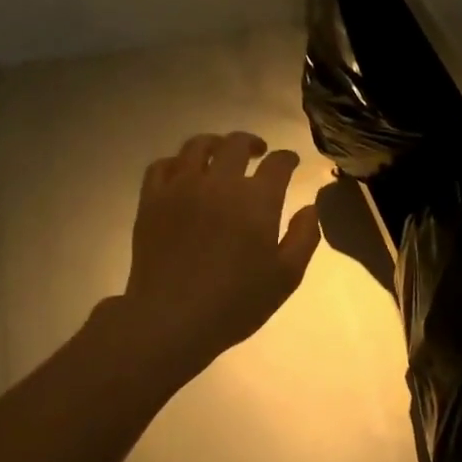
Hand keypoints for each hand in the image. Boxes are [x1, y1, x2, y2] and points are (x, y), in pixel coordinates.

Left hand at [119, 132, 321, 379]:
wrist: (172, 318)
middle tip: (258, 152)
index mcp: (257, 200)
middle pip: (236, 144)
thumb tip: (310, 208)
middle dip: (252, 143)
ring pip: (197, 146)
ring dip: (215, 144)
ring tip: (221, 154)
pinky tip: (184, 173)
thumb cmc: (236, 302)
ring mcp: (181, 188)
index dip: (287, 158)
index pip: (277, 164)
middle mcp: (219, 183)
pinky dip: (178, 162)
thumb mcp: (286, 277)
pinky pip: (162, 165)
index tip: (291, 161)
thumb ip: (304, 237)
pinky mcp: (151, 200)